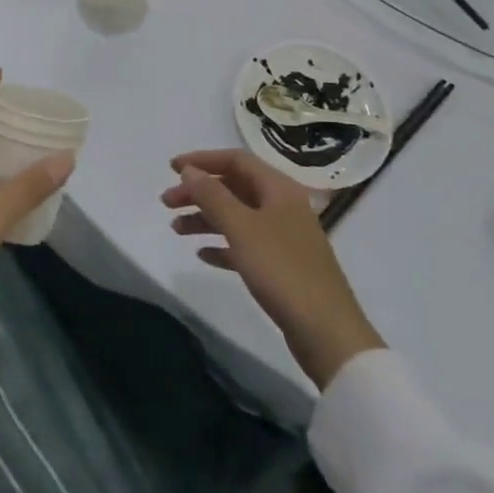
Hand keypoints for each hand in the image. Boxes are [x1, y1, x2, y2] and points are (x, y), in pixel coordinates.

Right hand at [163, 149, 383, 389]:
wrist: (326, 332)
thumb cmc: (282, 270)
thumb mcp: (242, 228)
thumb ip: (212, 195)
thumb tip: (189, 171)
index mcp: (279, 189)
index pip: (236, 160)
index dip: (202, 160)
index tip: (171, 169)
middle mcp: (283, 206)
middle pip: (234, 187)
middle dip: (199, 192)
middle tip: (166, 203)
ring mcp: (284, 237)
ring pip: (238, 216)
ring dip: (205, 218)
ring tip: (175, 230)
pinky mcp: (282, 266)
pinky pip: (245, 245)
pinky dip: (222, 244)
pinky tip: (202, 254)